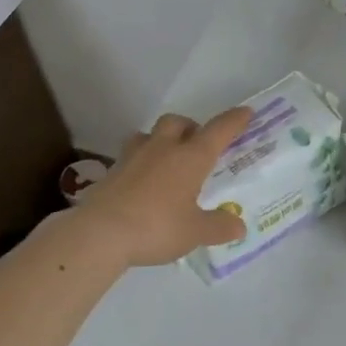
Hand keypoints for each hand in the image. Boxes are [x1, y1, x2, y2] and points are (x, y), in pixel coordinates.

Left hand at [73, 108, 253, 267]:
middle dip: (191, 127)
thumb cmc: (157, 227)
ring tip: (167, 159)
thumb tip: (239, 227)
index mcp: (191, 157)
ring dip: (162, 139)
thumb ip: (218, 227)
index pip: (219, 131)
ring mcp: (133, 157)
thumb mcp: (195, 232)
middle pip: (178, 122)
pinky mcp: (112, 171)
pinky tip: (143, 181)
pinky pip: (131, 156)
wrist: (100, 234)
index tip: (245, 112)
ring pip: (150, 134)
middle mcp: (163, 149)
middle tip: (198, 144)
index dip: (234, 120)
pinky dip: (141, 162)